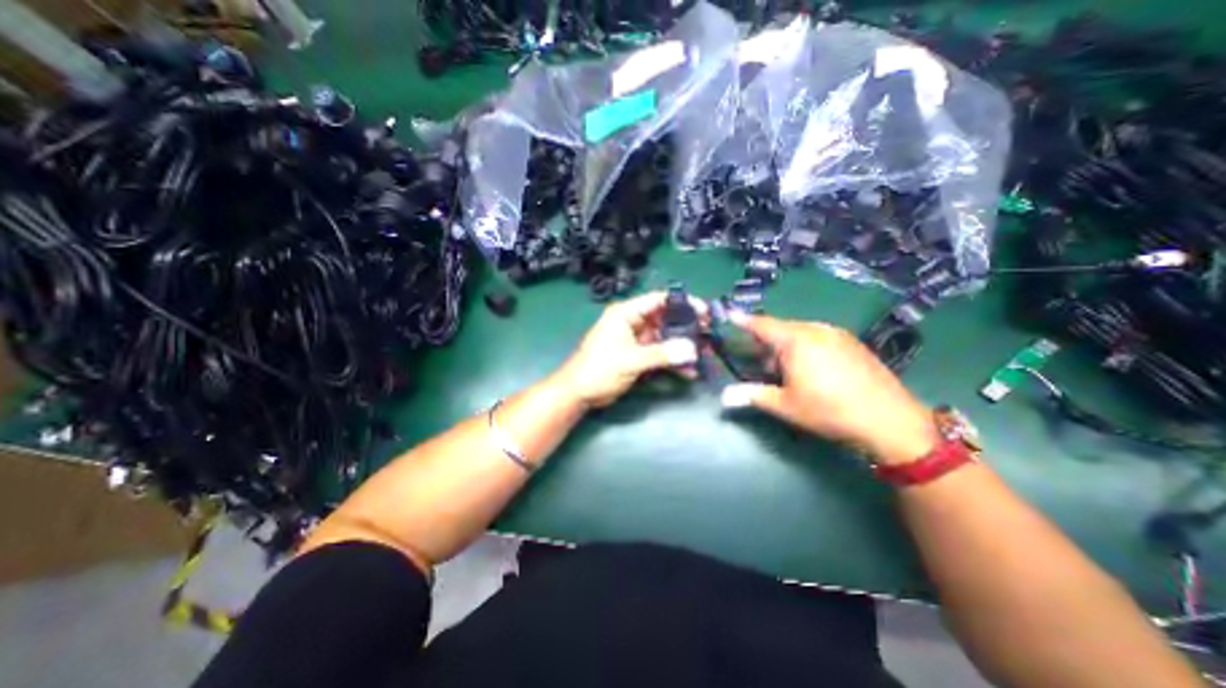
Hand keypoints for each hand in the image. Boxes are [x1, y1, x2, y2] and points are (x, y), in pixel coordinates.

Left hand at [554, 289, 704, 407]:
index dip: (682, 303)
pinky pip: (661, 354)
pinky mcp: (639, 356)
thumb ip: (661, 354)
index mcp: (626, 313)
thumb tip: (692, 350)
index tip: (704, 310)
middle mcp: (634, 323)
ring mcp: (637, 341)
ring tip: (704, 353)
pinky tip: (689, 371)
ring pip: (665, 338)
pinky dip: (674, 362)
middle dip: (687, 327)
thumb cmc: (599, 369)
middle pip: (665, 319)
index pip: (658, 300)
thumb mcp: (630, 360)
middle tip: (709, 334)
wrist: (580, 393)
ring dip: (683, 346)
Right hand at [721, 311, 940, 466]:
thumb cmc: (828, 410)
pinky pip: (820, 336)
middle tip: (760, 362)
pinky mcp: (853, 343)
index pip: (762, 325)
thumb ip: (752, 395)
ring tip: (786, 369)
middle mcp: (816, 329)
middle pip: (782, 328)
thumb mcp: (785, 405)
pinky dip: (806, 346)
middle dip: (767, 342)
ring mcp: (837, 334)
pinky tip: (812, 369)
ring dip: (787, 345)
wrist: (890, 420)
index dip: (744, 321)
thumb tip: (723, 397)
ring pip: (802, 332)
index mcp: (796, 340)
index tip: (730, 314)